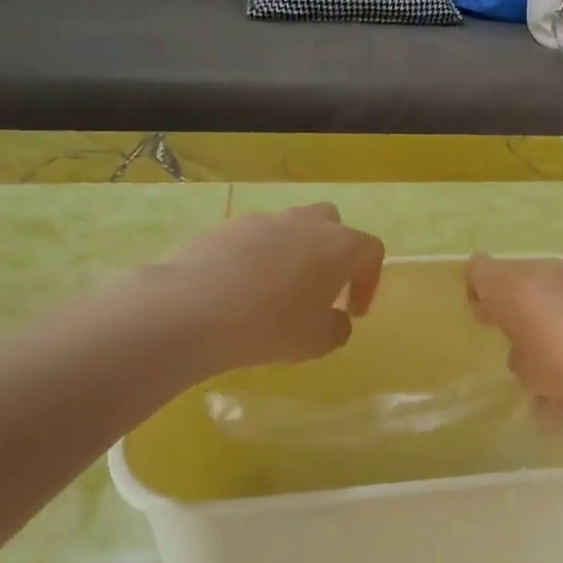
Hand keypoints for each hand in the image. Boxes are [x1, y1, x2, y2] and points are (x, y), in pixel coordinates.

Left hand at [159, 204, 384, 371]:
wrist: (192, 310)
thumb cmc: (270, 326)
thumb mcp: (318, 341)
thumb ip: (337, 328)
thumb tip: (335, 320)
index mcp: (338, 246)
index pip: (370, 250)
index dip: (368, 281)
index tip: (353, 311)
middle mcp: (304, 223)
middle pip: (331, 223)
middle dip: (332, 252)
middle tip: (321, 288)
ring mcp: (261, 221)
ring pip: (288, 228)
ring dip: (292, 254)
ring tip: (276, 292)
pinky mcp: (223, 227)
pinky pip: (251, 239)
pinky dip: (255, 259)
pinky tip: (239, 291)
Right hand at [464, 254, 562, 400]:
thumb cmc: (560, 354)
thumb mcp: (527, 372)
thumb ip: (518, 360)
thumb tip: (523, 354)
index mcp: (507, 286)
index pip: (477, 270)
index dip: (476, 292)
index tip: (484, 318)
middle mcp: (536, 274)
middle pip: (513, 284)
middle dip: (512, 313)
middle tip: (513, 343)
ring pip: (545, 303)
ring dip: (543, 332)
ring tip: (550, 381)